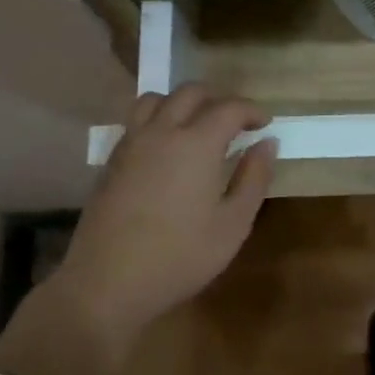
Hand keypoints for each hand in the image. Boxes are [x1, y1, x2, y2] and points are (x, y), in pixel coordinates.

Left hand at [45, 85, 277, 339]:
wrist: (107, 282)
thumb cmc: (180, 256)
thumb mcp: (233, 224)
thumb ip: (254, 178)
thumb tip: (267, 144)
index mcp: (196, 143)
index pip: (229, 108)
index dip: (251, 110)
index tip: (265, 124)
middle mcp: (161, 132)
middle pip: (190, 92)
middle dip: (218, 98)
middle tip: (236, 121)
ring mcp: (131, 143)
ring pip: (156, 99)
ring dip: (182, 102)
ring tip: (197, 125)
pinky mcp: (111, 160)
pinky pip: (136, 121)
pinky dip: (157, 118)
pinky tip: (166, 147)